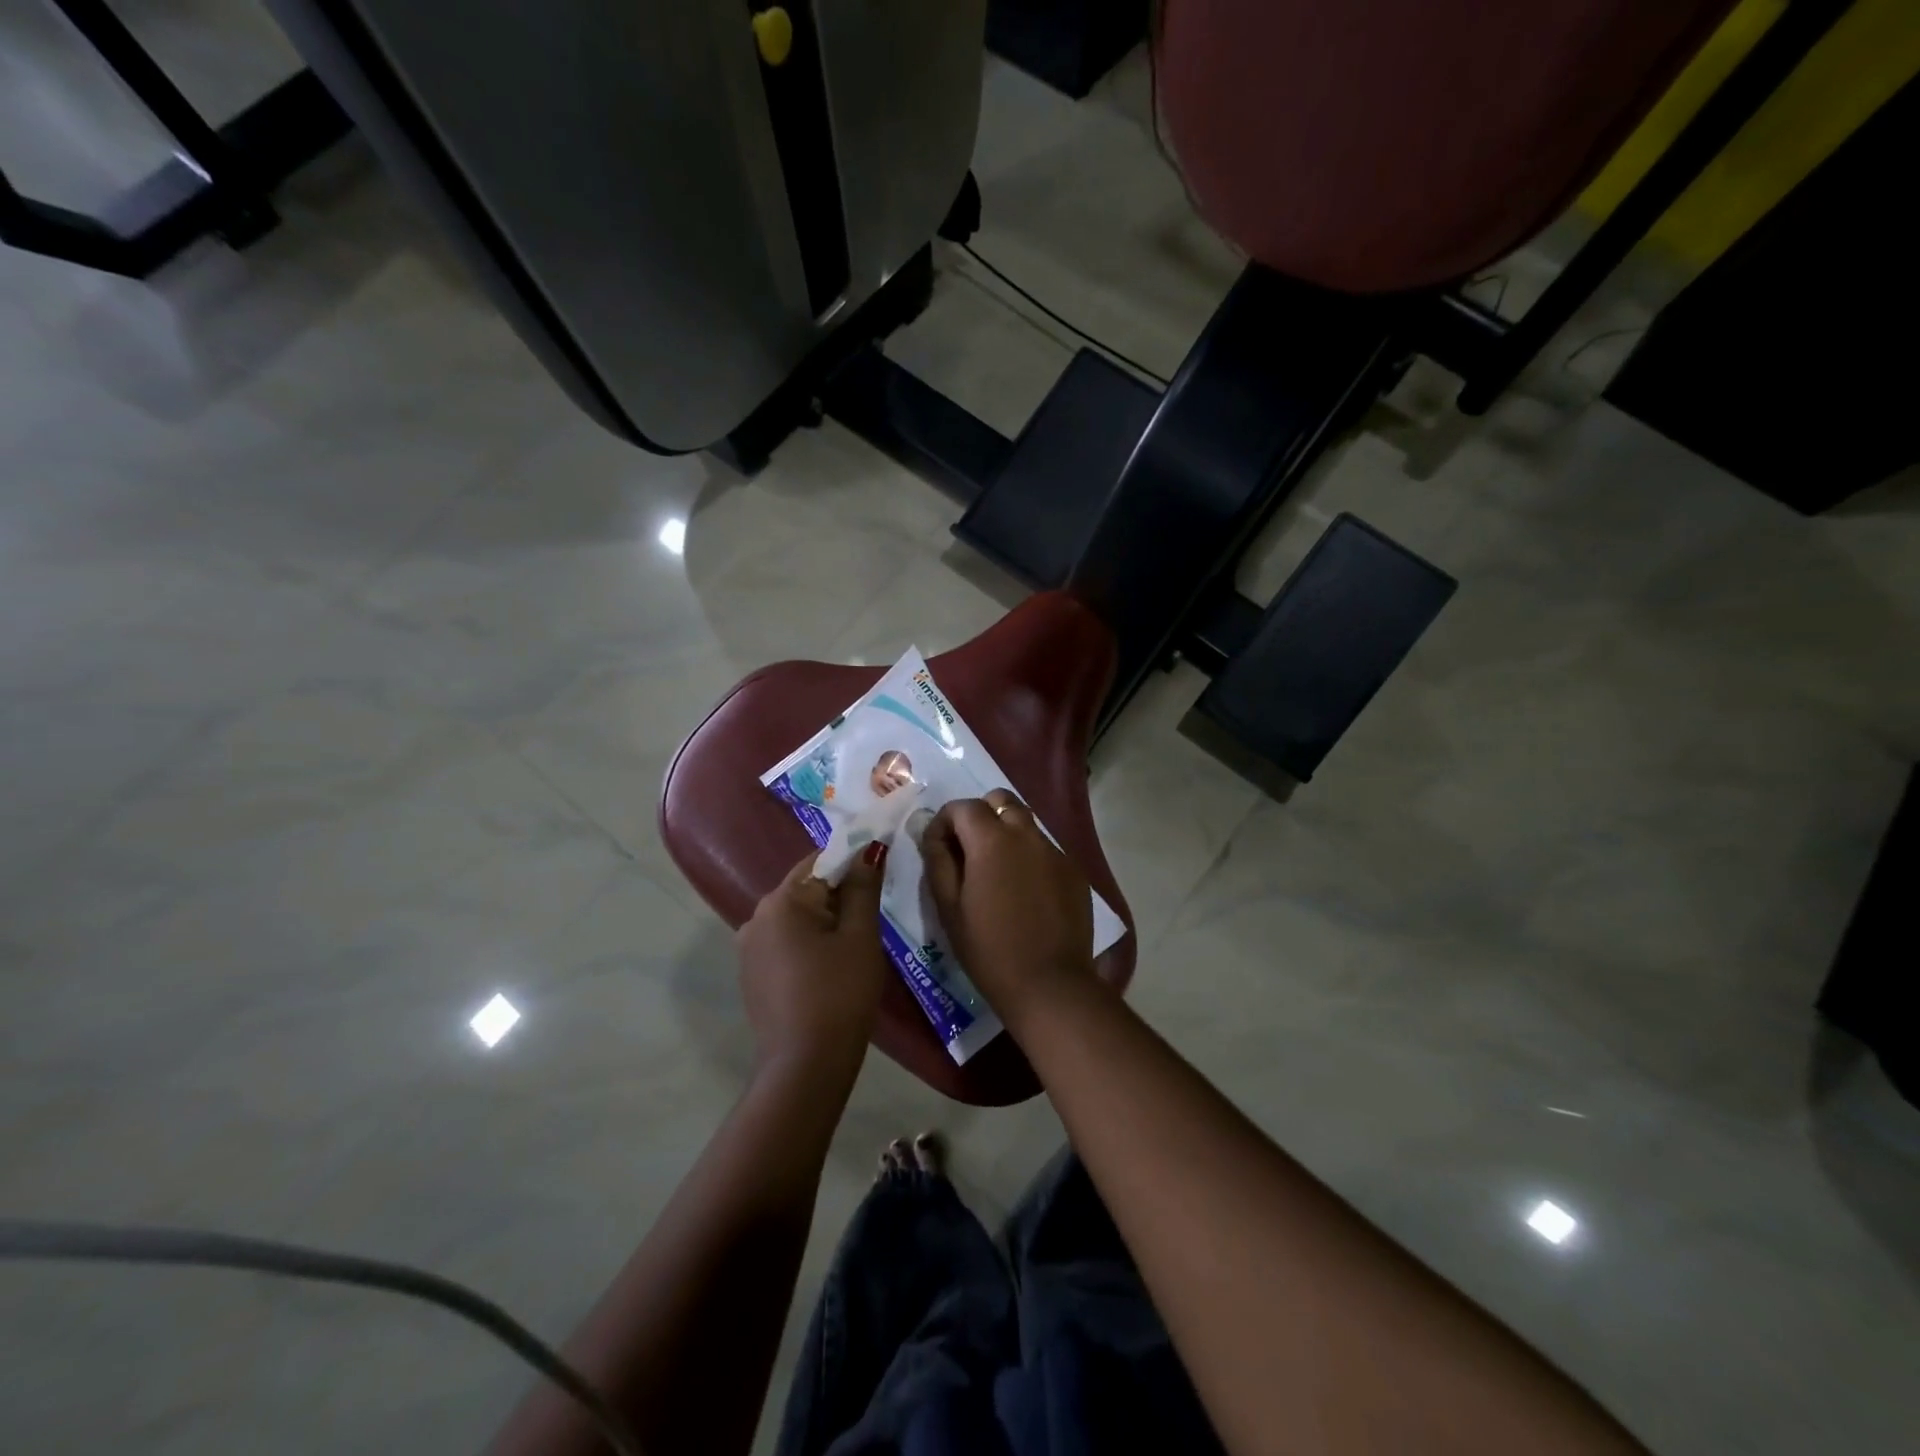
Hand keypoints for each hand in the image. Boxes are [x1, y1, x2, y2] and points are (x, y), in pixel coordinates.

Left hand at [737, 847, 890, 1077]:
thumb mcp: (860, 936)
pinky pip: (785, 942)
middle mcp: (756, 916)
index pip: (821, 860)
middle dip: (840, 894)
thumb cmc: (840, 994)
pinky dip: (809, 943)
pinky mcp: (752, 973)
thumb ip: (863, 887)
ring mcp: (749, 947)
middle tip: (873, 916)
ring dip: (825, 920)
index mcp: (782, 900)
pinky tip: (830, 968)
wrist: (805, 1066)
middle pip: (806, 888)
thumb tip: (869, 849)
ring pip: (796, 917)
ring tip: (856, 945)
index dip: (853, 862)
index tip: (880, 875)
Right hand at [920, 790, 1094, 1024]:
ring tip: (997, 873)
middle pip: (1000, 801)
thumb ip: (938, 861)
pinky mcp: (1074, 871)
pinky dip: (1029, 857)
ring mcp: (1055, 851)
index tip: (937, 848)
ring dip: (1006, 834)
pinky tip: (1025, 893)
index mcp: (992, 839)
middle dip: (980, 815)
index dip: (944, 821)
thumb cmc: (989, 950)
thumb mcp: (949, 907)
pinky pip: (1046, 849)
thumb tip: (933, 834)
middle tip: (969, 851)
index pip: (962, 806)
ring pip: (1025, 823)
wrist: (1050, 985)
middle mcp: (1027, 834)